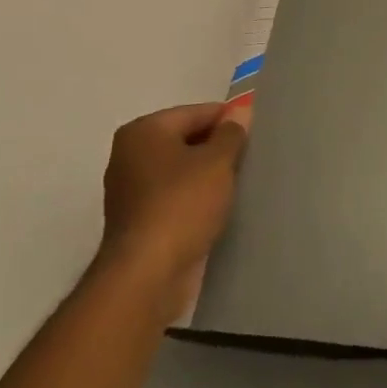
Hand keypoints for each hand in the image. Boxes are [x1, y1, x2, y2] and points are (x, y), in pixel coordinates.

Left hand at [94, 102, 246, 320]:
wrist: (147, 276)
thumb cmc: (182, 205)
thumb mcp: (217, 162)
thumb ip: (231, 133)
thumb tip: (240, 111)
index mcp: (143, 131)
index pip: (196, 113)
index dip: (228, 120)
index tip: (256, 133)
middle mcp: (130, 155)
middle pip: (186, 140)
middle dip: (217, 148)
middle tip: (250, 158)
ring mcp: (130, 191)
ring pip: (181, 171)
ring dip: (207, 176)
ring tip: (239, 183)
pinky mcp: (138, 222)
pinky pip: (174, 198)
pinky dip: (195, 200)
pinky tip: (219, 208)